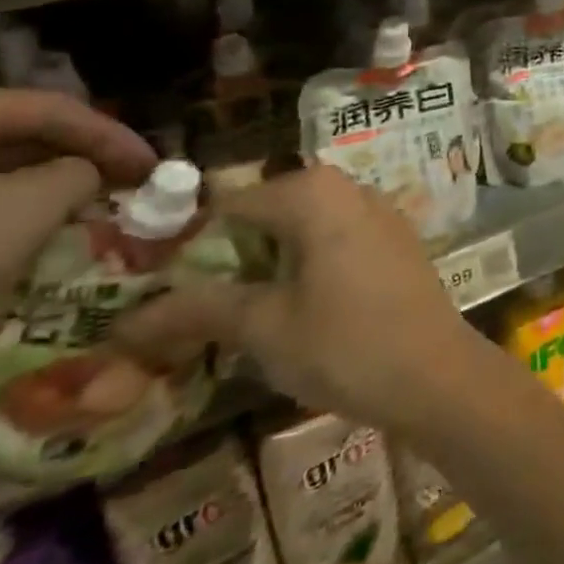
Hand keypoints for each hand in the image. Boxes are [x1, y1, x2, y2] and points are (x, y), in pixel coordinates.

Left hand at [0, 83, 156, 360]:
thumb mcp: (28, 208)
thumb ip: (78, 175)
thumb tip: (86, 173)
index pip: (61, 109)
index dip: (117, 138)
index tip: (158, 168)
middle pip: (22, 135)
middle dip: (80, 162)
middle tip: (127, 188)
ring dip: (43, 191)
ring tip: (88, 216)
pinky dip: (0, 216)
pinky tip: (23, 245)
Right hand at [116, 165, 480, 432]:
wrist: (437, 374)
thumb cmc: (346, 344)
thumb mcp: (263, 326)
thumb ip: (199, 309)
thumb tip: (126, 319)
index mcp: (314, 192)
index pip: (230, 204)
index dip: (187, 243)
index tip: (152, 286)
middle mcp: (350, 189)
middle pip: (269, 213)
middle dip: (228, 255)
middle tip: (190, 307)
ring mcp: (380, 214)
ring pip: (303, 229)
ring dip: (266, 264)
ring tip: (231, 314)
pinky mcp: (397, 243)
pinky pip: (336, 242)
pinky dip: (305, 267)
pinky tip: (290, 309)